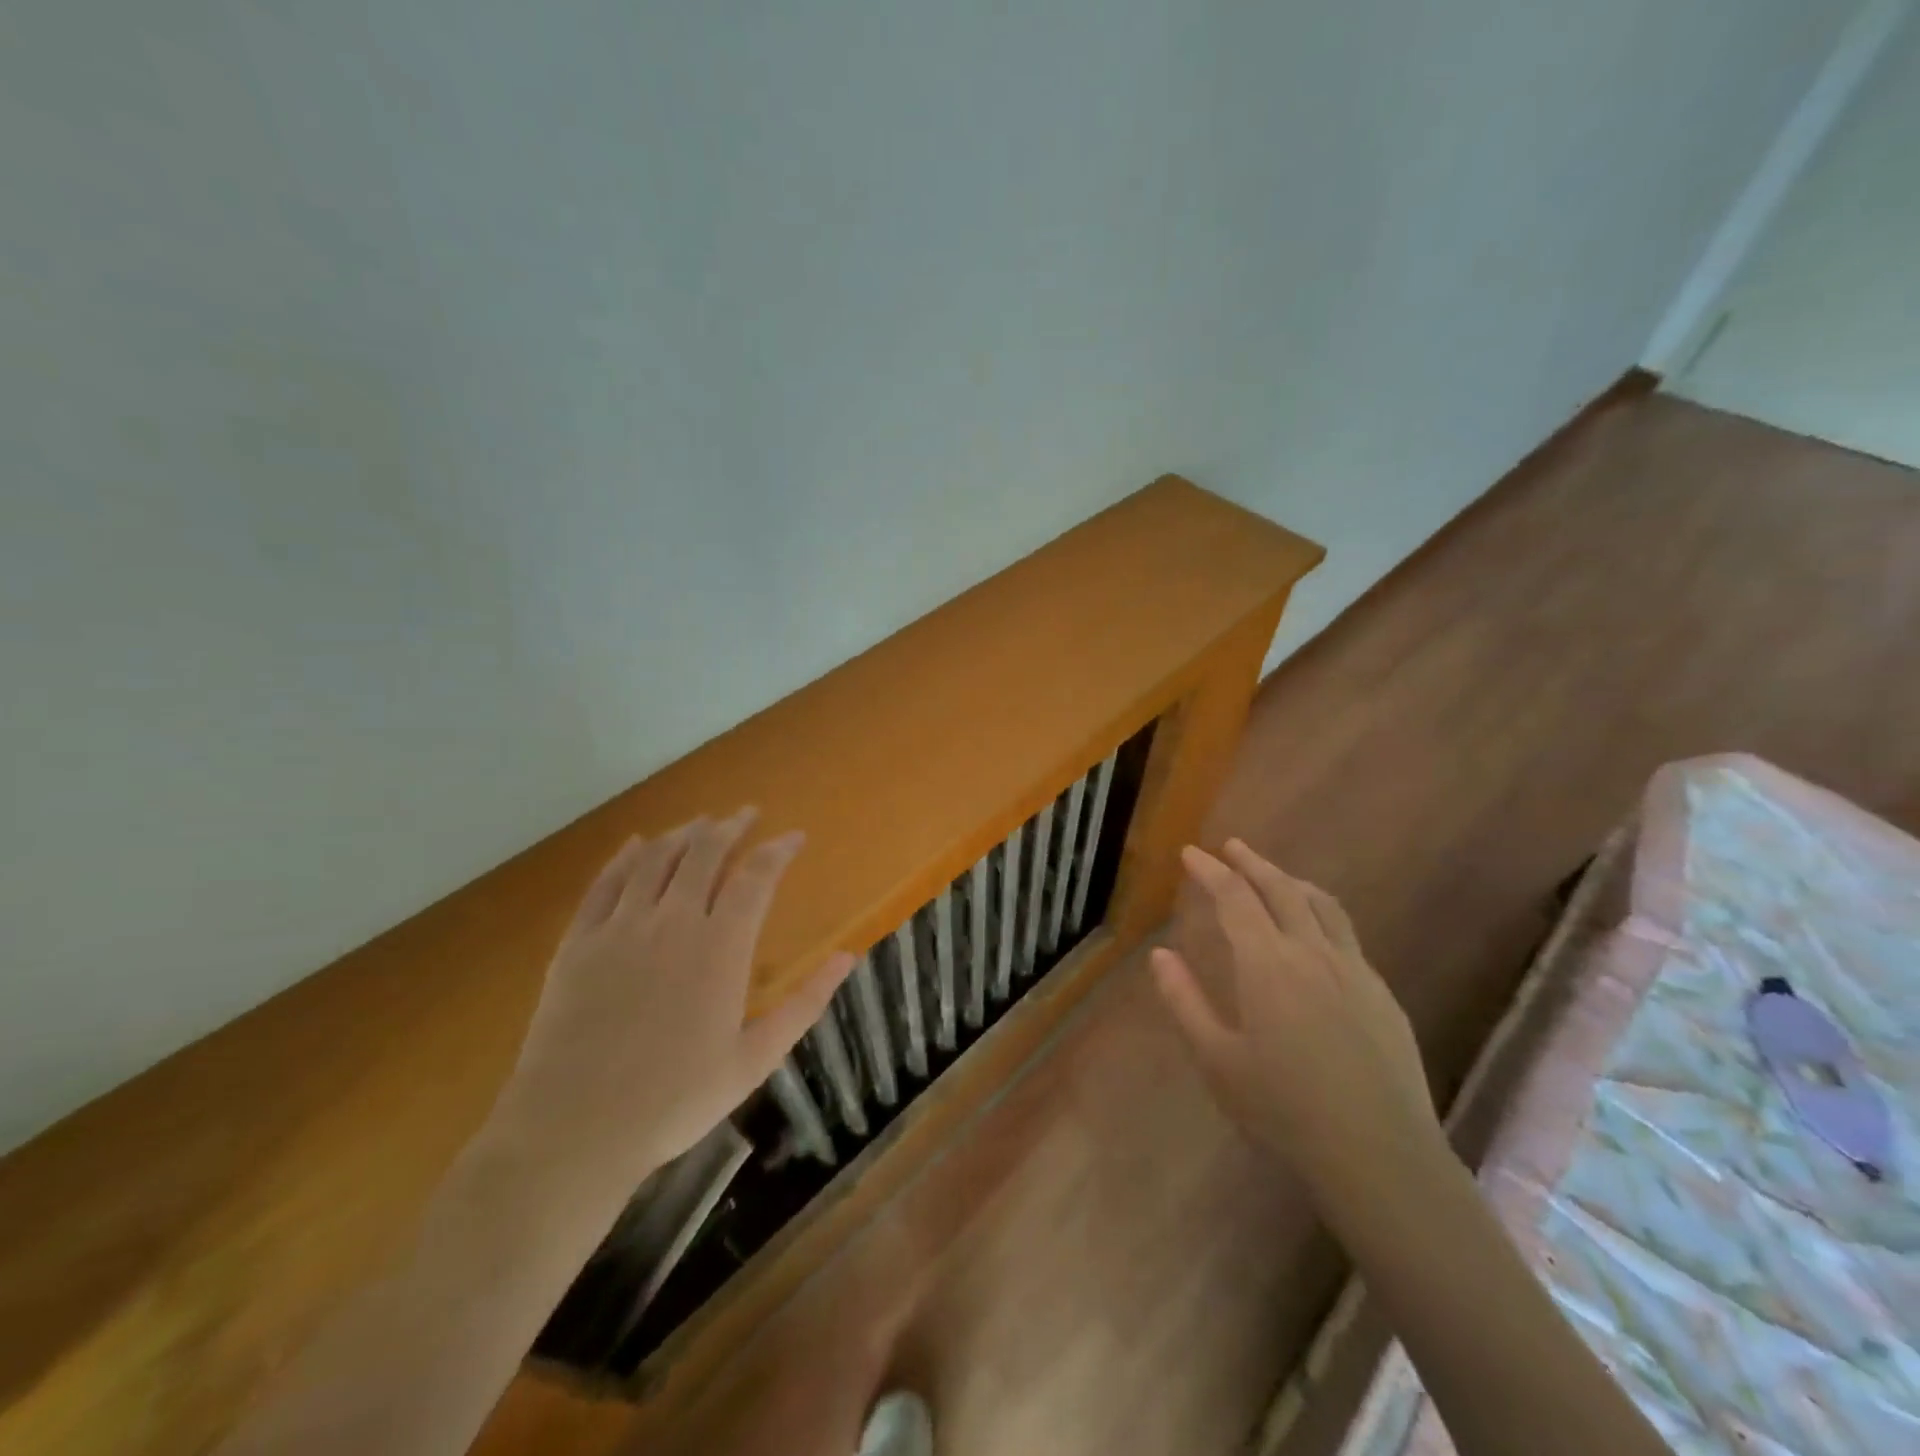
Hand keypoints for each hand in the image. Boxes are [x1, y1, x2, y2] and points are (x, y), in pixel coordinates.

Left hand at [491, 809, 853, 1201]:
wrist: (573, 1131)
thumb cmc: (675, 1100)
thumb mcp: (755, 1059)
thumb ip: (805, 1003)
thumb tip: (848, 957)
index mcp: (720, 947)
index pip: (756, 877)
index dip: (778, 850)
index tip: (794, 836)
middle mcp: (672, 921)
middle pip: (705, 853)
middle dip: (731, 827)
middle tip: (746, 814)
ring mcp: (620, 927)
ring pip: (656, 859)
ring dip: (684, 834)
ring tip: (702, 823)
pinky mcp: (578, 942)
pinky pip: (604, 883)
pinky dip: (625, 857)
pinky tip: (638, 844)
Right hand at [1151, 840, 1437, 1200]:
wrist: (1379, 1155)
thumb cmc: (1284, 1110)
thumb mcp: (1217, 1060)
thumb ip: (1184, 1001)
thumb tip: (1160, 954)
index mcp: (1267, 965)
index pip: (1234, 898)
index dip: (1210, 870)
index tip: (1191, 853)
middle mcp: (1312, 953)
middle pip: (1281, 889)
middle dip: (1252, 863)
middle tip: (1231, 847)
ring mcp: (1354, 971)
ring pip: (1322, 905)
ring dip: (1290, 881)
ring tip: (1272, 876)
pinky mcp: (1381, 994)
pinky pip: (1346, 934)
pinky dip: (1320, 912)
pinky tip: (1314, 933)